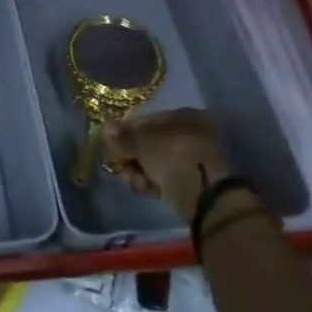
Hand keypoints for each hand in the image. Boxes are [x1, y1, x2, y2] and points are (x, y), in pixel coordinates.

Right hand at [102, 109, 232, 223]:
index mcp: (184, 116)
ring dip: (139, 171)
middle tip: (118, 164)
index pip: (147, 120)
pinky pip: (166, 178)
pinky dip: (152, 183)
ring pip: (156, 162)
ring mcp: (193, 159)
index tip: (111, 143)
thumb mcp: (142, 141)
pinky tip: (144, 188)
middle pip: (150, 143)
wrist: (204, 196)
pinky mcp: (193, 182)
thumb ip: (123, 135)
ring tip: (132, 180)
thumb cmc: (172, 155)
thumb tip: (107, 126)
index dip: (126, 131)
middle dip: (131, 155)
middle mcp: (191, 134)